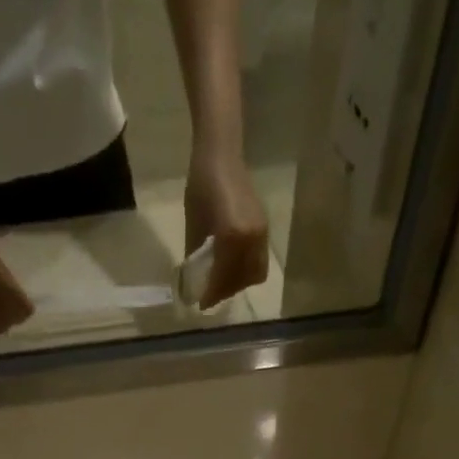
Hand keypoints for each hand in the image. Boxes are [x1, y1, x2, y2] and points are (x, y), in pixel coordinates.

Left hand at [184, 147, 268, 308]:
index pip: (224, 277)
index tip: (201, 304)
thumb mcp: (194, 226)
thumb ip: (196, 255)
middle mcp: (252, 238)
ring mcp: (261, 233)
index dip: (212, 293)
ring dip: (239, 282)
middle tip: (211, 294)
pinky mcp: (264, 227)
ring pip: (255, 272)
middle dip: (227, 290)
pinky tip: (231, 265)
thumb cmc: (201, 187)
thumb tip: (194, 281)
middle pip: (243, 279)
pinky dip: (246, 268)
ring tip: (221, 281)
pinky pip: (259, 258)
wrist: (221, 153)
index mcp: (232, 238)